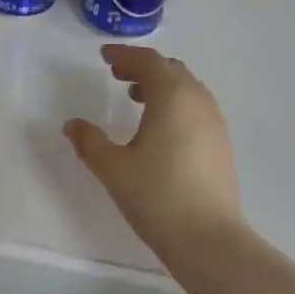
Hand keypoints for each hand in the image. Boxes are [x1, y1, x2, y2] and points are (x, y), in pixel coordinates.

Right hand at [64, 45, 241, 254]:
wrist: (208, 238)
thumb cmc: (156, 196)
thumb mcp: (112, 168)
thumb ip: (89, 142)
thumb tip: (73, 125)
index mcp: (172, 98)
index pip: (148, 62)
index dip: (124, 55)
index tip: (104, 56)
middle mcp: (198, 102)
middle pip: (172, 70)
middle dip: (144, 67)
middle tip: (117, 74)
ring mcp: (215, 123)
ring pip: (188, 89)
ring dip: (162, 85)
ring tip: (136, 98)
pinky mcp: (221, 144)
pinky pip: (197, 108)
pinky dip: (176, 104)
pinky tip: (160, 128)